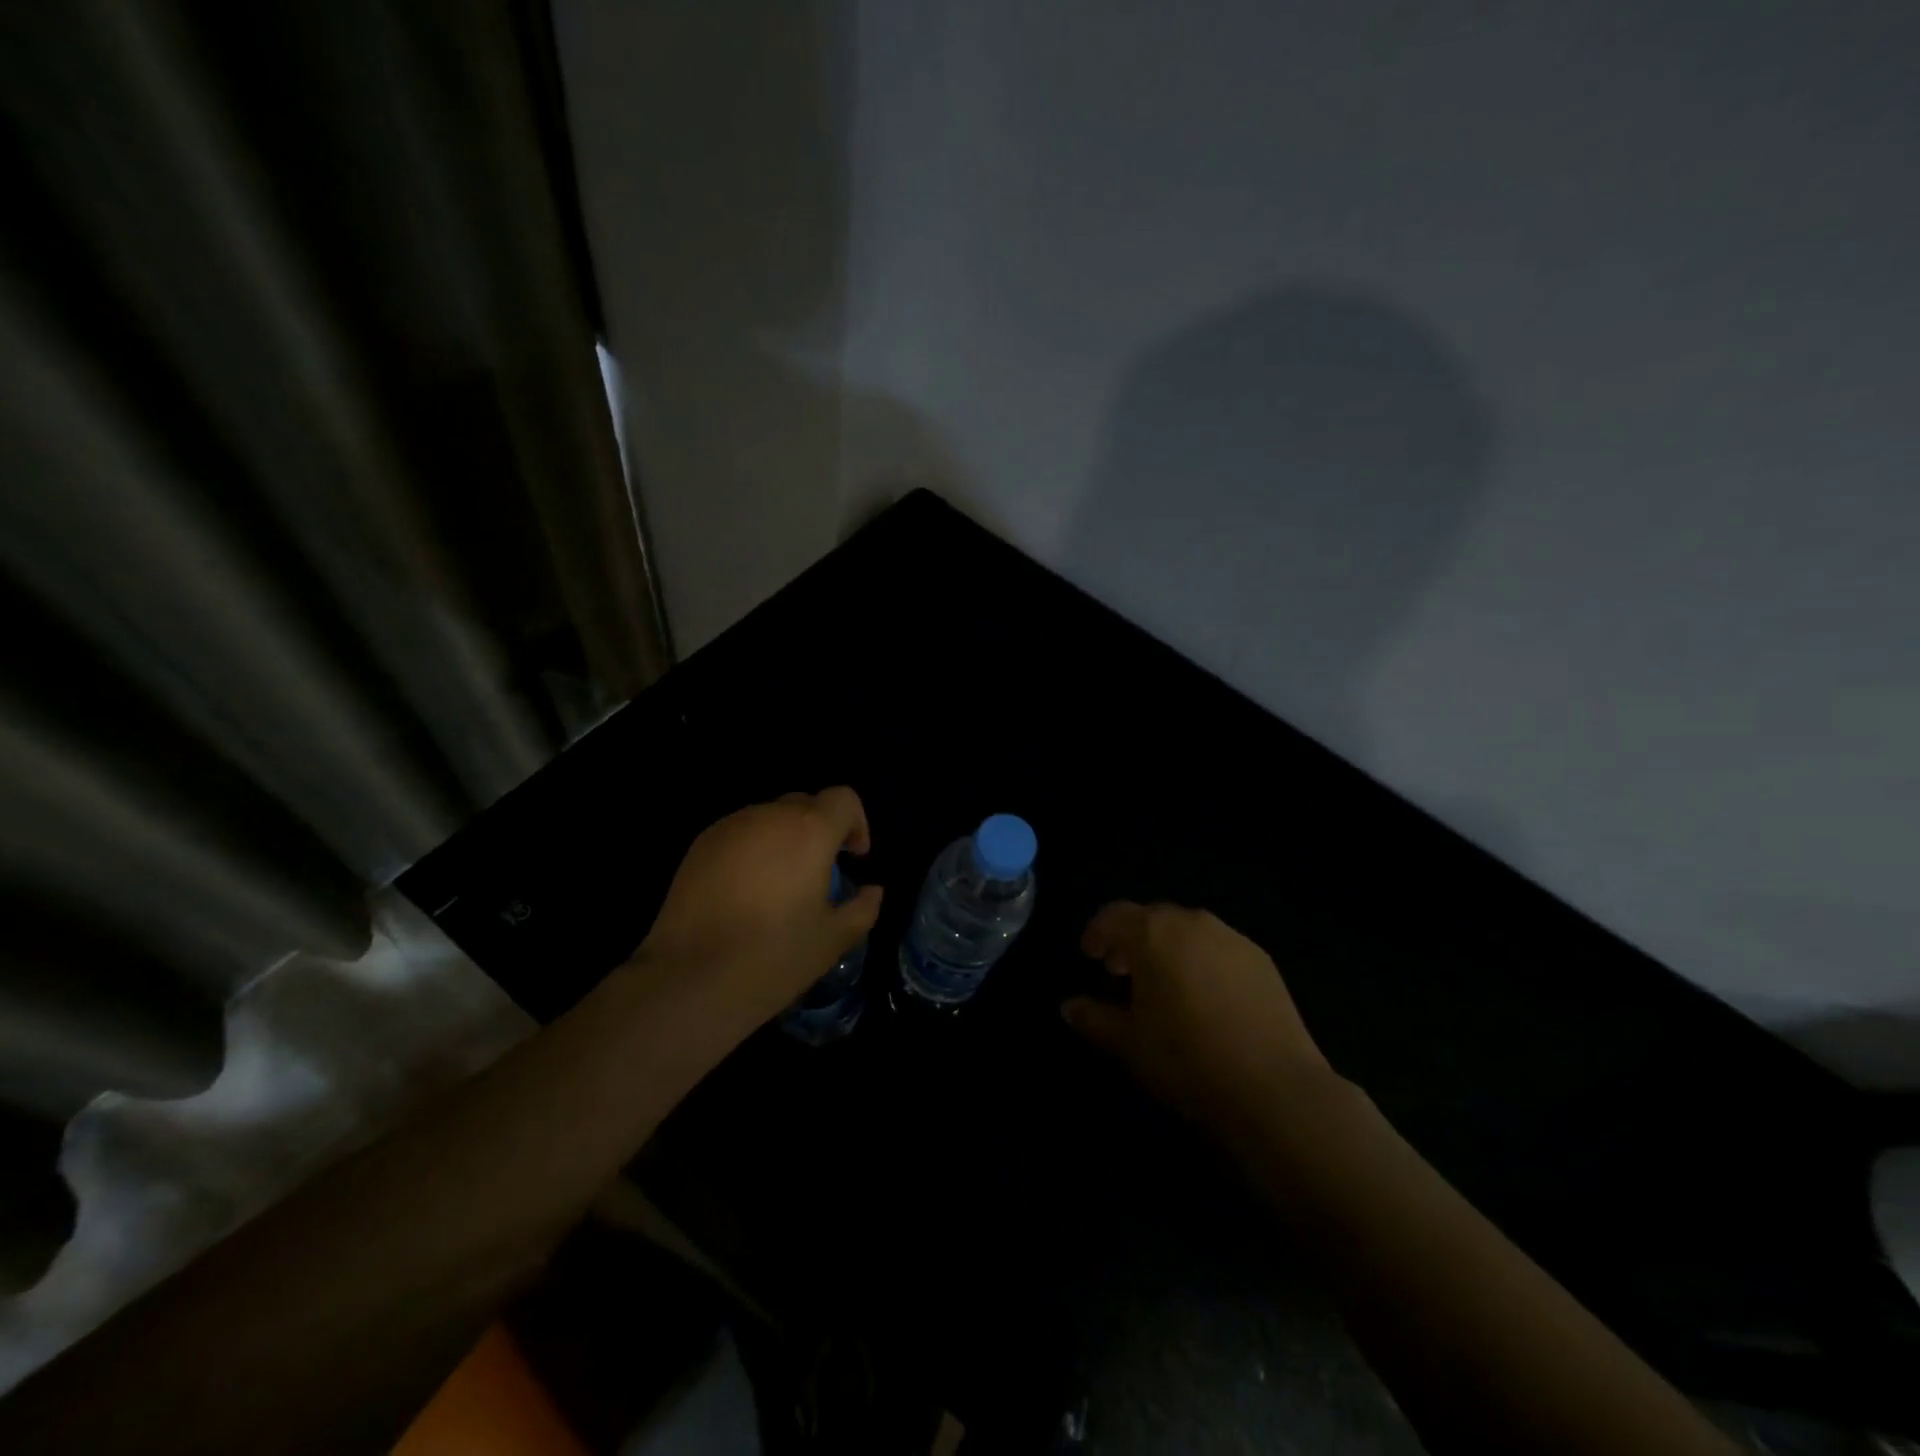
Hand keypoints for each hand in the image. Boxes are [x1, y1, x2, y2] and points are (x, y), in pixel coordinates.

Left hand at [638, 788, 882, 1033]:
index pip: (843, 799)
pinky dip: (753, 850)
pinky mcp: (700, 845)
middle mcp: (770, 816)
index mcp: (809, 830)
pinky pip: (739, 834)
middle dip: (820, 830)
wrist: (691, 978)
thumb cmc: (774, 956)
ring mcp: (730, 827)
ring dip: (784, 839)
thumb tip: (872, 890)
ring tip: (780, 884)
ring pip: (769, 818)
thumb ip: (863, 907)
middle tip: (820, 874)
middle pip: (805, 804)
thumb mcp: (834, 939)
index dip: (856, 823)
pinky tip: (746, 892)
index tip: (853, 859)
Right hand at [1061, 902, 1335, 1132]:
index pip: (1114, 916)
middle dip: (1133, 940)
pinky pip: (1220, 949)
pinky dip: (1202, 961)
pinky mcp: (1263, 961)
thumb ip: (1094, 1018)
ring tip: (1165, 987)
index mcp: (1153, 933)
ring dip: (1169, 949)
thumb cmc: (1186, 1057)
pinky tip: (1206, 999)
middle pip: (1153, 918)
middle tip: (1122, 973)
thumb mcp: (1129, 1042)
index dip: (1097, 933)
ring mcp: (1232, 939)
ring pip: (1189, 932)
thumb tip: (1068, 1007)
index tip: (1090, 957)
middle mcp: (1192, 923)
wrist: (1274, 1087)